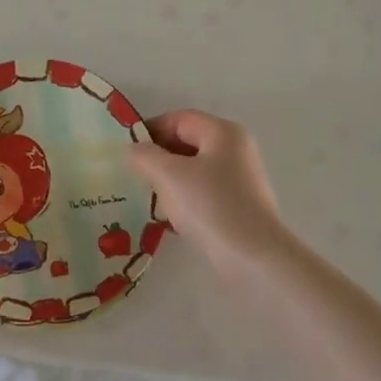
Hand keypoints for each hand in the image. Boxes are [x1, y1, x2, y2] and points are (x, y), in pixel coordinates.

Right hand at [129, 110, 294, 270]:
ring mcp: (240, 180)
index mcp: (223, 132)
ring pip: (193, 171)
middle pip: (186, 143)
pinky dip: (184, 201)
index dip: (150, 130)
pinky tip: (169, 220)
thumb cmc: (210, 206)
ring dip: (168, 182)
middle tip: (134, 176)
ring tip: (148, 200)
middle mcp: (235, 150)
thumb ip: (144, 155)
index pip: (178, 119)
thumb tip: (133, 150)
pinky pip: (203, 194)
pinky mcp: (239, 207)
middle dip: (158, 158)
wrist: (254, 261)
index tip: (126, 152)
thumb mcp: (168, 175)